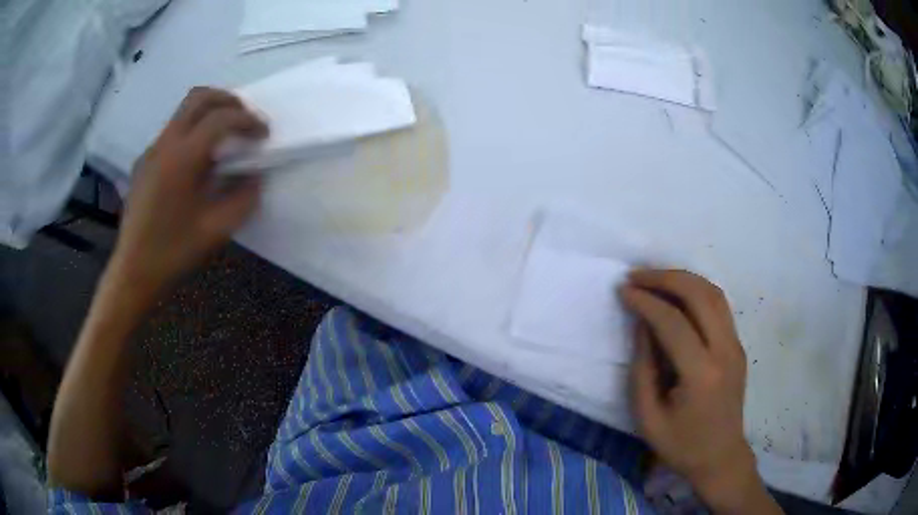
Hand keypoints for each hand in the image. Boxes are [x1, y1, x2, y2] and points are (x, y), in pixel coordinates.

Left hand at [108, 87, 267, 303]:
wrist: (134, 272)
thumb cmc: (174, 252)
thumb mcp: (217, 230)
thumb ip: (243, 197)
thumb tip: (254, 175)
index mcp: (182, 158)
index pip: (222, 118)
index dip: (249, 121)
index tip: (264, 135)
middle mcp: (165, 144)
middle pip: (199, 97)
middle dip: (228, 101)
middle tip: (245, 119)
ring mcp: (151, 151)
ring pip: (183, 111)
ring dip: (209, 112)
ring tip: (225, 135)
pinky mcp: (143, 162)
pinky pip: (172, 132)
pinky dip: (192, 132)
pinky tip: (197, 161)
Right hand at [620, 270, 770, 512]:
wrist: (721, 457)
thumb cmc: (680, 445)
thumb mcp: (648, 417)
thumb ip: (642, 367)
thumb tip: (642, 324)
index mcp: (702, 374)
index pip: (674, 322)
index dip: (646, 301)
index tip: (623, 290)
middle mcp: (725, 351)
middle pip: (700, 295)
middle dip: (665, 278)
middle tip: (636, 275)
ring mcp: (736, 345)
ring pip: (713, 293)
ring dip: (683, 279)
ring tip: (654, 279)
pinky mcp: (737, 345)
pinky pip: (719, 305)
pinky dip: (696, 290)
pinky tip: (676, 294)